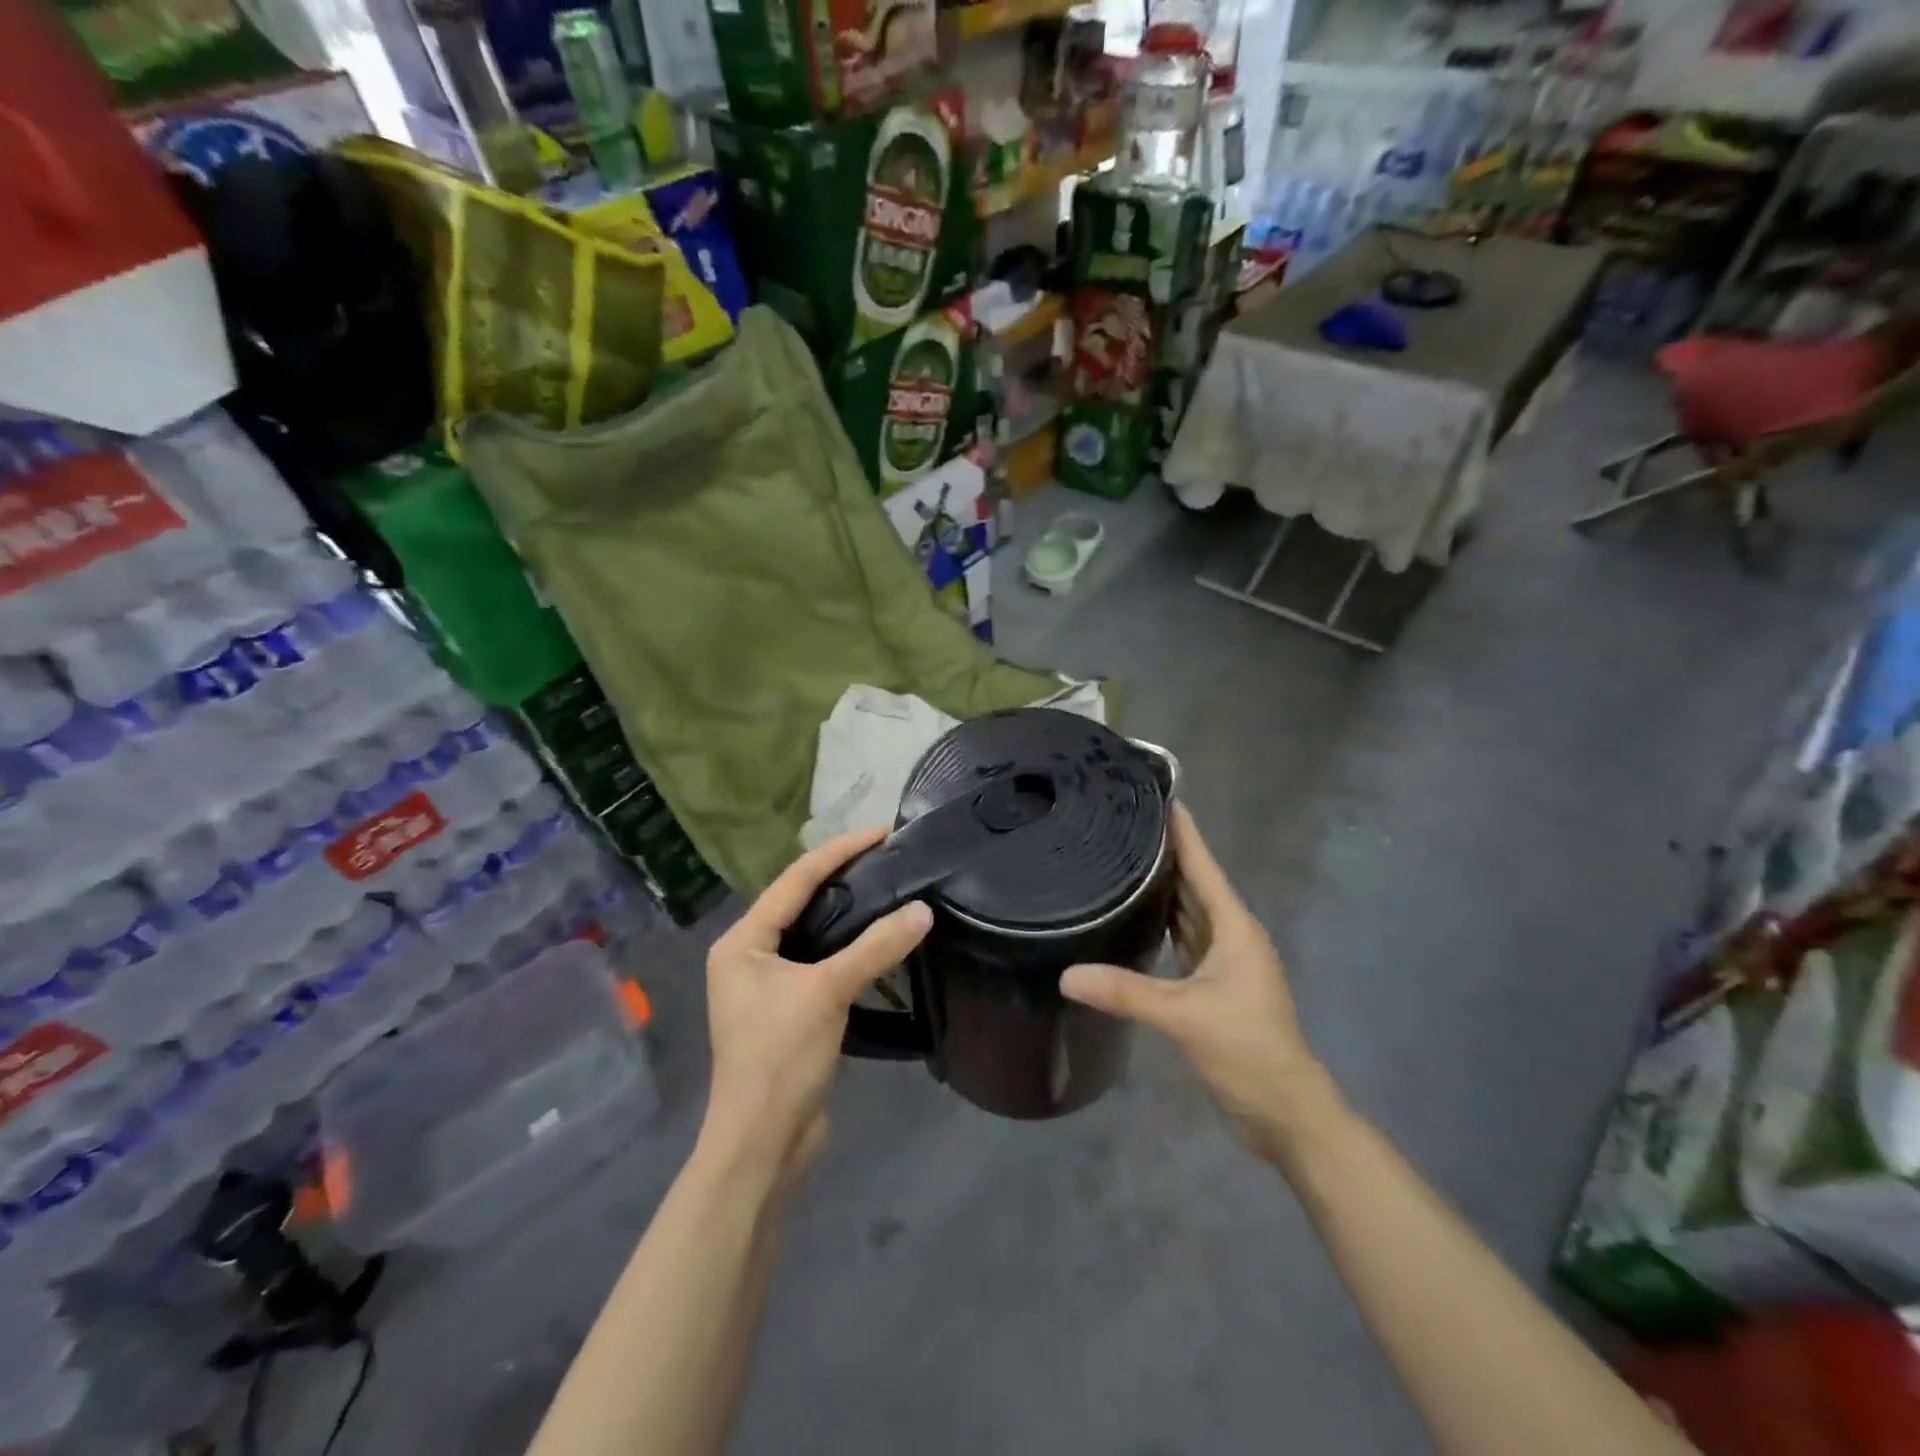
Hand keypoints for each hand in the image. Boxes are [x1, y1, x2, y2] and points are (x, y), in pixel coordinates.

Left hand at [701, 829, 932, 1181]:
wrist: (763, 1144)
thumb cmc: (780, 1058)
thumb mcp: (828, 993)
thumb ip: (875, 948)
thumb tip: (923, 911)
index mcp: (742, 942)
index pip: (795, 880)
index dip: (839, 852)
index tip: (881, 833)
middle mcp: (749, 956)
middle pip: (801, 902)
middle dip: (843, 877)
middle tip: (889, 858)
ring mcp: (768, 986)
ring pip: (814, 934)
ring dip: (849, 914)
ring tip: (889, 890)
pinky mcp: (789, 1011)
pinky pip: (822, 964)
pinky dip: (849, 949)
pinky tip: (879, 942)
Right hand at [1059, 804, 1340, 1161]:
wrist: (1285, 1111)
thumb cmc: (1247, 1051)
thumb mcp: (1185, 1017)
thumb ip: (1126, 992)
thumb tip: (1066, 975)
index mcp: (1233, 927)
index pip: (1203, 865)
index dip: (1183, 831)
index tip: (1157, 795)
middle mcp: (1230, 934)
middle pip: (1193, 881)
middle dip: (1164, 851)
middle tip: (1120, 822)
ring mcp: (1223, 959)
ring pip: (1188, 909)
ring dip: (1161, 884)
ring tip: (1121, 856)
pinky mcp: (1212, 982)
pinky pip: (1183, 936)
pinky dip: (1161, 920)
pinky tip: (1135, 913)